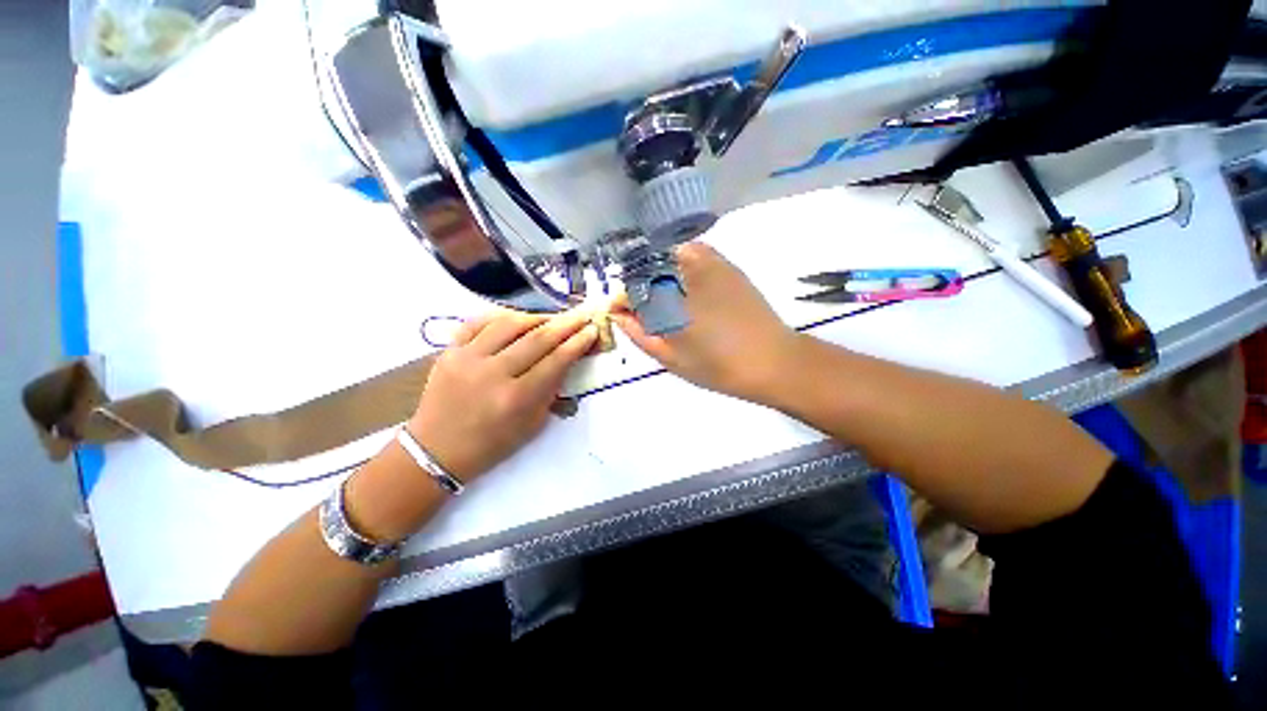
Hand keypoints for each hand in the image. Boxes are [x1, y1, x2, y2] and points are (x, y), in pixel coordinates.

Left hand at [407, 309, 597, 480]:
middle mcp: (493, 374)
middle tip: (582, 316)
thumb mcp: (532, 424)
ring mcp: (467, 358)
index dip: (577, 343)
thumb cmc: (492, 444)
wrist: (437, 450)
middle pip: (537, 339)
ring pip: (509, 324)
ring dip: (537, 317)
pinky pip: (478, 322)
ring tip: (553, 318)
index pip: (556, 360)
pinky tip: (517, 318)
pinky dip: (501, 316)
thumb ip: (551, 390)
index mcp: (516, 398)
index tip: (592, 330)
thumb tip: (566, 360)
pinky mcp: (449, 351)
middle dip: (565, 324)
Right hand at [613, 242, 804, 402]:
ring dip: (659, 271)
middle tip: (642, 309)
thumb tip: (618, 315)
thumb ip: (639, 333)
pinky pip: (695, 254)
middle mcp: (690, 271)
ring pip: (671, 255)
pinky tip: (685, 287)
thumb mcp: (671, 357)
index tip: (620, 312)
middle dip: (638, 284)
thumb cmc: (718, 366)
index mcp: (675, 296)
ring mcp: (712, 264)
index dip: (622, 298)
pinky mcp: (729, 266)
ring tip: (663, 299)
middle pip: (648, 265)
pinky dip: (681, 264)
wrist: (773, 362)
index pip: (633, 286)